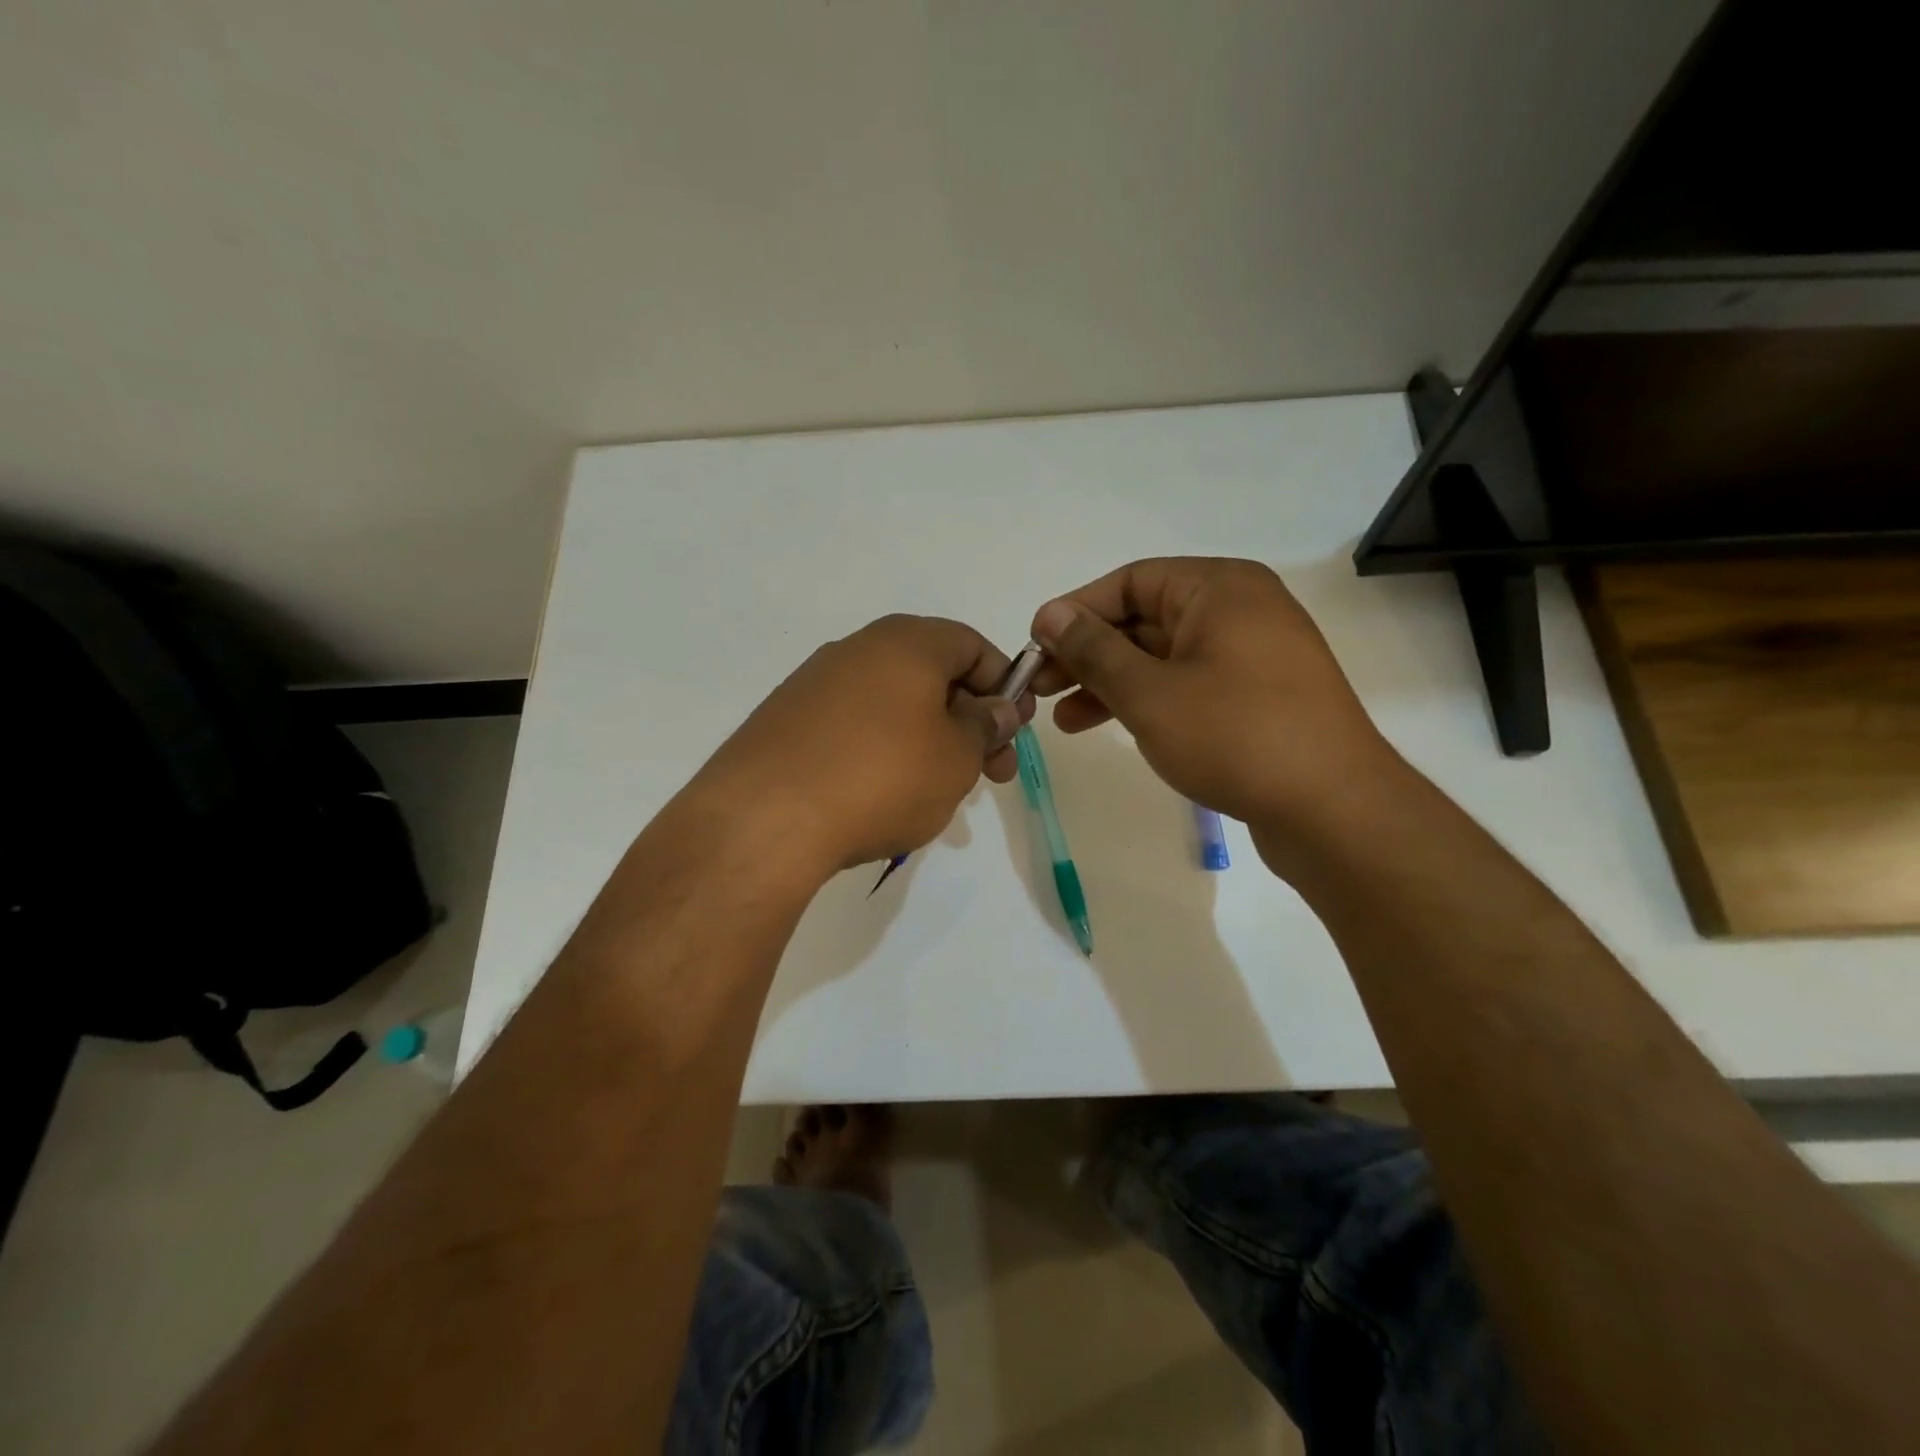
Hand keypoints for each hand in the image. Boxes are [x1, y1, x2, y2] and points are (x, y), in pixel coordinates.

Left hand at [690, 615, 1032, 872]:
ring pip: (892, 704)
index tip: (1014, 730)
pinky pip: (852, 726)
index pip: (972, 645)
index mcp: (906, 642)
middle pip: (932, 674)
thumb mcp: (957, 756)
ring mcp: (814, 683)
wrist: (764, 819)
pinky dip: (882, 751)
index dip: (1004, 684)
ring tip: (939, 792)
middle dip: (970, 721)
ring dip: (928, 740)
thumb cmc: (883, 777)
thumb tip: (996, 708)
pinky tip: (884, 796)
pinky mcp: (785, 721)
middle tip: (990, 773)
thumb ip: (985, 725)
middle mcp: (857, 649)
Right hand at [1029, 557, 1398, 838]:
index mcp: (1219, 588)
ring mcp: (1252, 655)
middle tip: (1040, 687)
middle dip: (1088, 654)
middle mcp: (1239, 610)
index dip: (1076, 611)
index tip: (1035, 646)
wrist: (1334, 810)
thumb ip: (1094, 650)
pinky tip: (1110, 726)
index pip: (1130, 582)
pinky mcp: (1256, 697)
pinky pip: (1187, 684)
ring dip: (1110, 683)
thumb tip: (1050, 616)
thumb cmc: (1235, 736)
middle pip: (1144, 619)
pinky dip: (1146, 700)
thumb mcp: (1149, 692)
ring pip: (1162, 657)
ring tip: (1062, 720)